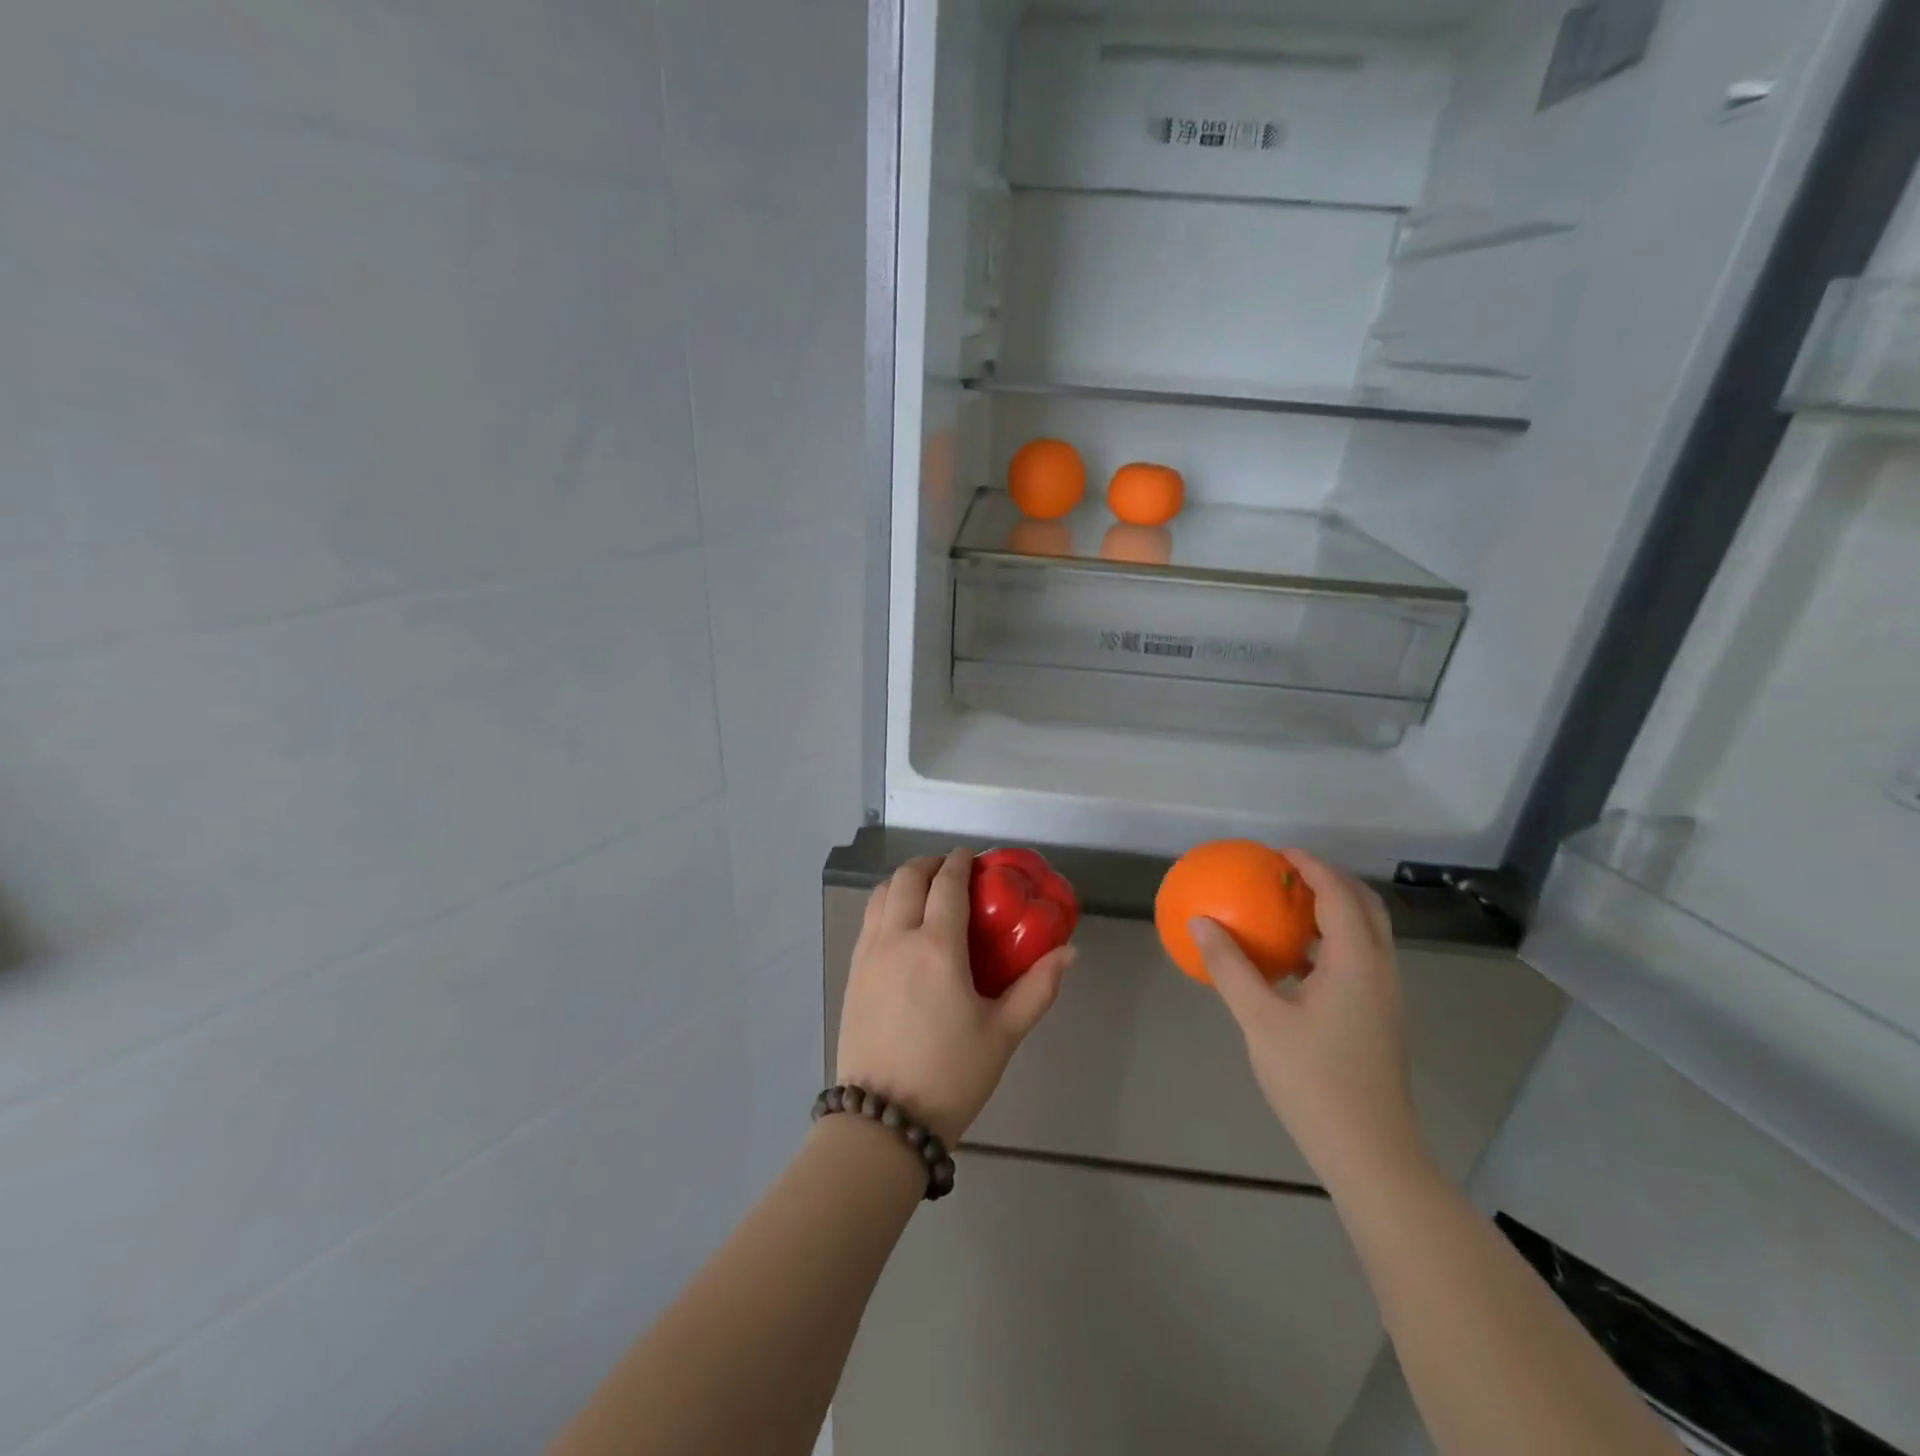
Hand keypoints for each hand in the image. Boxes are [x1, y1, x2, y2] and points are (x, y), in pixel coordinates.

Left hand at [836, 850, 1075, 1143]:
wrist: (883, 1121)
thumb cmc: (950, 1075)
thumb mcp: (1003, 1034)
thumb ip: (1038, 988)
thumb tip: (1070, 952)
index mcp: (936, 948)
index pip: (946, 884)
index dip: (960, 862)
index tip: (973, 857)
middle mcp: (896, 939)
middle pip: (907, 878)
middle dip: (930, 864)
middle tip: (952, 872)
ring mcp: (868, 955)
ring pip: (881, 895)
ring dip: (904, 881)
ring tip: (926, 892)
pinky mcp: (852, 974)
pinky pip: (868, 920)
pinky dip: (886, 905)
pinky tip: (902, 926)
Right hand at [1192, 850, 1429, 1192]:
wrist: (1370, 1153)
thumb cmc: (1314, 1081)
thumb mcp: (1261, 1020)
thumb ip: (1230, 967)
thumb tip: (1200, 922)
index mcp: (1357, 963)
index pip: (1339, 895)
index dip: (1312, 866)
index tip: (1278, 852)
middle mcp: (1380, 971)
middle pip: (1365, 907)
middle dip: (1331, 881)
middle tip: (1288, 873)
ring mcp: (1384, 997)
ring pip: (1366, 935)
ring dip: (1334, 911)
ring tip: (1289, 907)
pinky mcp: (1378, 1019)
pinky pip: (1358, 961)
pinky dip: (1330, 943)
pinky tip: (1294, 961)